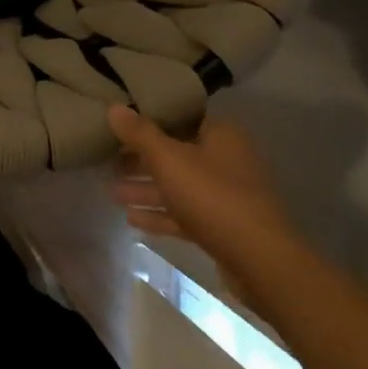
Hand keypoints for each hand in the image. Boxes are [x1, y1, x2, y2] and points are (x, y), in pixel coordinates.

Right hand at [107, 107, 299, 291]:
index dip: (149, 120)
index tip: (120, 124)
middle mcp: (226, 161)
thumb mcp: (168, 159)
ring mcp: (226, 196)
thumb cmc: (212, 196)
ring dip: (146, 189)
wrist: (259, 260)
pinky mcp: (222, 227)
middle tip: (109, 160)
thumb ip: (139, 134)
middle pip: (176, 154)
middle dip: (141, 160)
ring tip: (111, 192)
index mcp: (221, 136)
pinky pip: (184, 214)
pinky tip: (131, 218)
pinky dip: (160, 214)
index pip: (181, 118)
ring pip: (178, 186)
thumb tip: (113, 108)